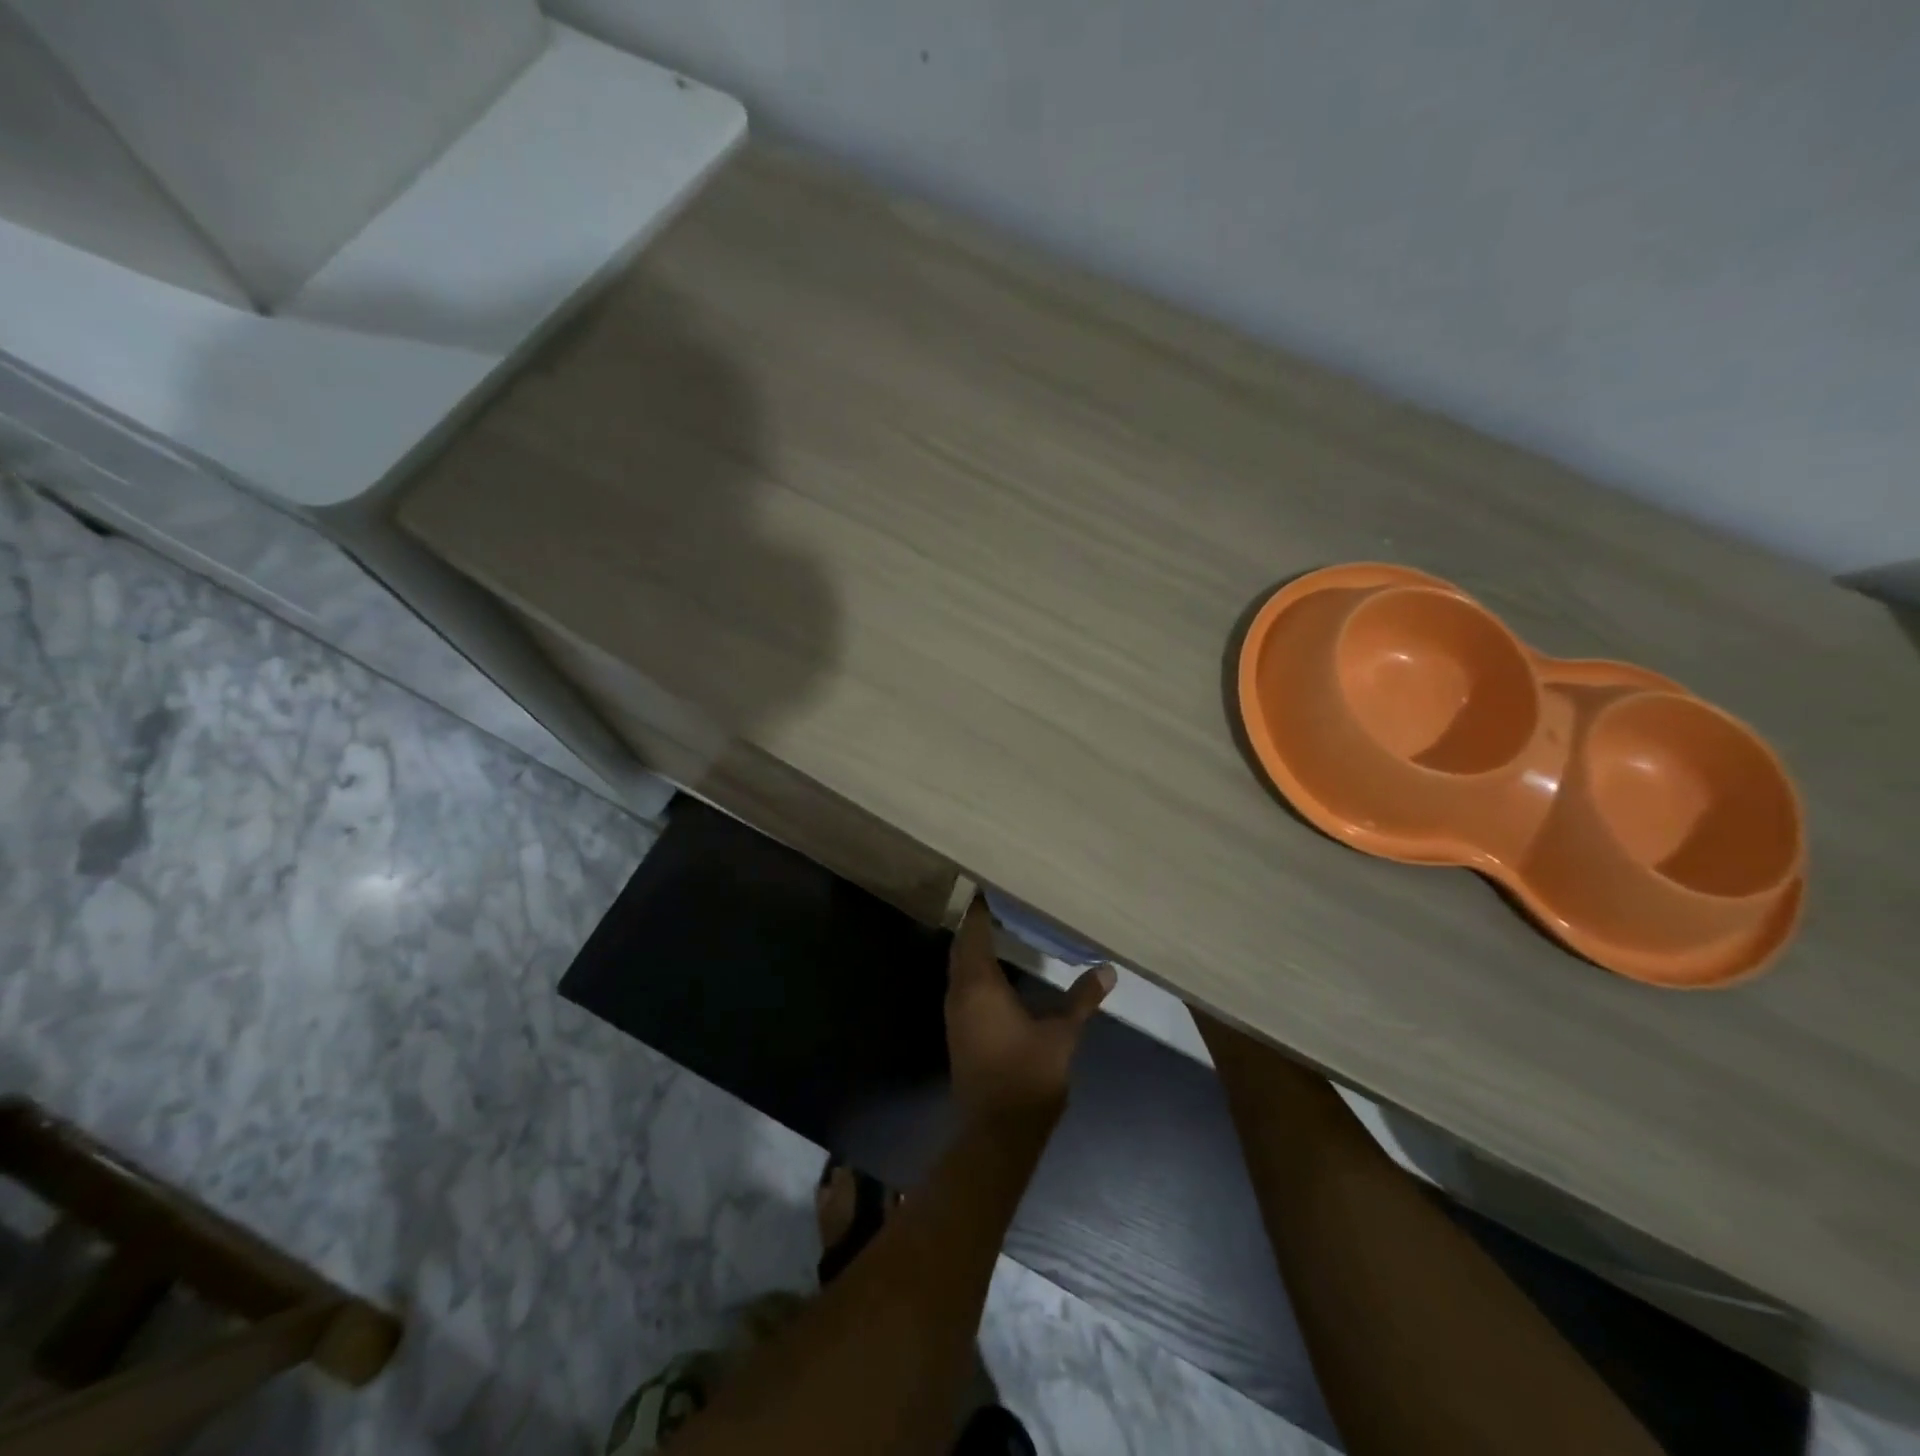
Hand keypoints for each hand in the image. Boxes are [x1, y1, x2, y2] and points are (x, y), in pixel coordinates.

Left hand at [945, 897, 1114, 1123]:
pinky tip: (997, 972)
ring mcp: (955, 1013)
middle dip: (976, 925)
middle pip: (961, 947)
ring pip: (959, 967)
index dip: (980, 910)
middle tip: (1001, 905)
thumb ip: (1082, 999)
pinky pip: (962, 986)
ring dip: (973, 948)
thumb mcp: (1062, 1034)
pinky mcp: (959, 1030)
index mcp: (979, 985)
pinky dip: (974, 970)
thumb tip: (1108, 970)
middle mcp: (960, 992)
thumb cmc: (1029, 1075)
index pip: (973, 933)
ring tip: (1001, 930)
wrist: (997, 1131)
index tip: (992, 888)